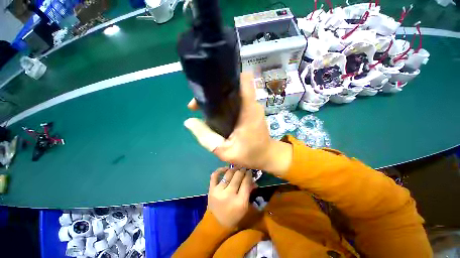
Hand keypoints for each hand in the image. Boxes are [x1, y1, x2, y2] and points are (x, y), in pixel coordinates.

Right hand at [184, 73, 292, 175]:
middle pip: (233, 87)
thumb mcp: (224, 151)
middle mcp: (251, 104)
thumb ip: (206, 137)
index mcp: (248, 110)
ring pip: (233, 94)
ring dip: (218, 98)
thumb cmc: (249, 155)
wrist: (267, 156)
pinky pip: (236, 101)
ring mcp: (252, 106)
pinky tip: (216, 113)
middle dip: (215, 91)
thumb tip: (189, 121)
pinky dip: (225, 104)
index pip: (243, 80)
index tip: (211, 84)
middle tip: (200, 102)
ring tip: (205, 107)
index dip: (227, 76)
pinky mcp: (251, 110)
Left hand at [208, 167, 252, 227]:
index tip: (249, 171)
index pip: (246, 182)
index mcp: (240, 201)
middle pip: (237, 176)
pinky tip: (226, 169)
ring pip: (228, 174)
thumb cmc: (234, 216)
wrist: (217, 224)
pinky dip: (220, 169)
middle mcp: (229, 194)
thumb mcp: (245, 206)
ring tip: (237, 168)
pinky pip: (214, 175)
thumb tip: (252, 179)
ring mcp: (218, 191)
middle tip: (244, 169)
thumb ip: (249, 192)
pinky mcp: (211, 189)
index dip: (249, 175)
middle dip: (242, 170)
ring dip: (234, 169)